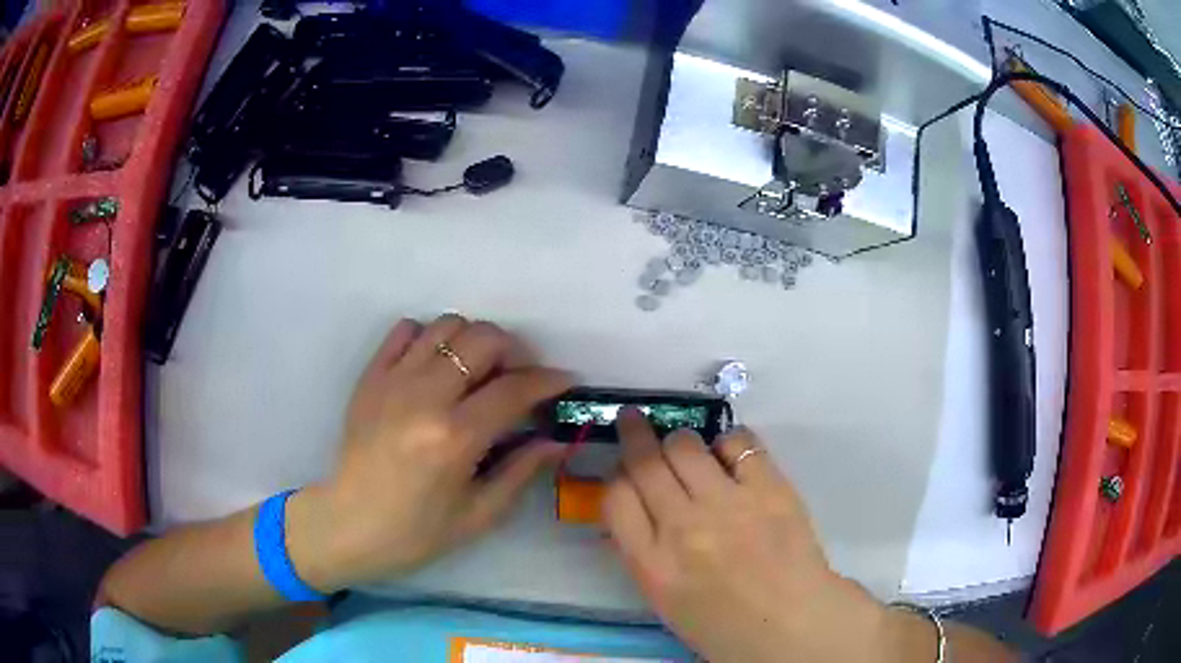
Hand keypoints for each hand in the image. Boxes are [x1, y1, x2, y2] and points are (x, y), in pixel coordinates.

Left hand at [288, 315, 570, 591]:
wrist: (348, 525)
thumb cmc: (416, 532)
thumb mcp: (479, 515)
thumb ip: (521, 471)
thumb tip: (556, 440)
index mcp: (454, 438)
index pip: (514, 389)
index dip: (548, 381)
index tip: (565, 380)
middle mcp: (424, 398)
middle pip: (483, 339)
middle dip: (514, 352)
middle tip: (517, 379)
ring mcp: (392, 381)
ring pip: (446, 326)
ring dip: (473, 342)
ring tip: (477, 372)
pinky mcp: (370, 377)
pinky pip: (405, 330)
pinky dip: (429, 338)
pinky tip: (435, 367)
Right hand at [604, 410, 898, 661]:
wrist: (792, 624)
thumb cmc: (724, 624)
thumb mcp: (664, 599)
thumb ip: (644, 552)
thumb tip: (635, 507)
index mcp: (652, 565)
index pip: (616, 497)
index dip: (616, 476)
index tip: (624, 470)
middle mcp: (683, 528)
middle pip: (646, 462)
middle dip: (634, 434)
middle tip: (634, 421)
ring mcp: (729, 504)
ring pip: (686, 445)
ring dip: (680, 441)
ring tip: (688, 449)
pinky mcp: (770, 488)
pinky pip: (739, 442)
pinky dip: (729, 442)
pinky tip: (730, 454)